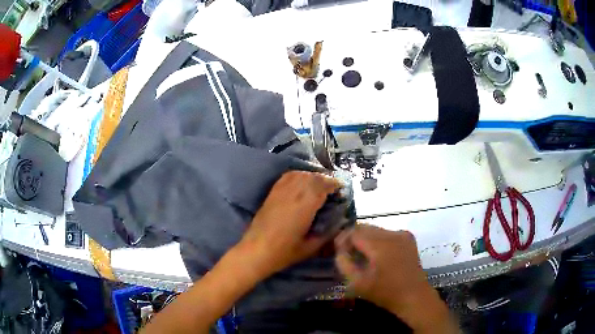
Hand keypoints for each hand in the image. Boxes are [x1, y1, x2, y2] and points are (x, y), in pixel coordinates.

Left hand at [238, 171, 339, 279]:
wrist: (256, 251)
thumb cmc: (284, 252)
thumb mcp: (311, 247)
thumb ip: (327, 234)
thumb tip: (339, 223)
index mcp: (305, 206)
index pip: (323, 185)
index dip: (334, 184)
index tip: (341, 190)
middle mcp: (293, 193)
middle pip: (313, 177)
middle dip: (326, 179)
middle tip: (333, 189)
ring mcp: (280, 191)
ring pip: (301, 174)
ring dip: (313, 176)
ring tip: (320, 185)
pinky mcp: (272, 193)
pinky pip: (287, 177)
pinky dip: (299, 175)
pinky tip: (303, 182)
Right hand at [335, 225, 456, 332]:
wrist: (413, 296)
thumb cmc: (385, 292)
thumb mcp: (357, 283)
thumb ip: (344, 264)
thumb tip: (340, 251)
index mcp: (380, 244)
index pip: (354, 231)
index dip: (342, 239)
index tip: (338, 251)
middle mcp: (392, 234)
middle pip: (365, 227)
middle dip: (353, 238)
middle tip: (347, 253)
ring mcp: (402, 234)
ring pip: (376, 229)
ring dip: (365, 239)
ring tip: (361, 255)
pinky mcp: (408, 238)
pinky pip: (387, 233)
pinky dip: (378, 240)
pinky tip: (378, 255)